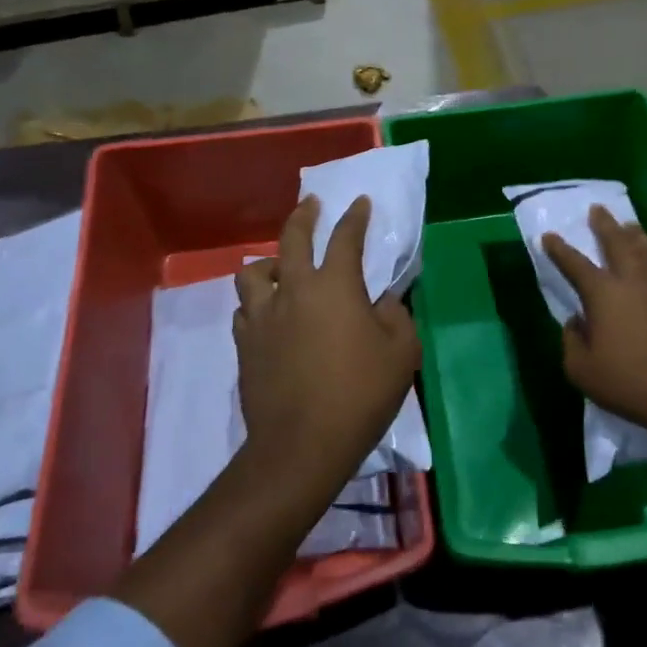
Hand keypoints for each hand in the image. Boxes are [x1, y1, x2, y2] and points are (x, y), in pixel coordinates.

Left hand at [233, 195, 419, 492]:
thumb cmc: (360, 394)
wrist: (302, 444)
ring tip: (279, 266)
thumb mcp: (401, 353)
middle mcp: (294, 289)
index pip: (345, 237)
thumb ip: (396, 316)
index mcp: (335, 285)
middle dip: (304, 216)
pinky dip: (257, 302)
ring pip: (253, 272)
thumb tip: (383, 301)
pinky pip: (245, 309)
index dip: (355, 216)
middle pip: (291, 239)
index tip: (360, 202)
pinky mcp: (245, 344)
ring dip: (269, 262)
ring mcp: (263, 316)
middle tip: (311, 204)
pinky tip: (267, 312)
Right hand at [543, 205, 646, 429]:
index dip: (559, 249)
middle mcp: (633, 281)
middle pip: (617, 242)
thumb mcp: (582, 370)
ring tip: (629, 226)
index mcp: (603, 293)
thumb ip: (571, 341)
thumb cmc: (628, 382)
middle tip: (597, 209)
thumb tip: (577, 322)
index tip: (549, 236)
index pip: (574, 263)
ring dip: (634, 236)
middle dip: (604, 225)